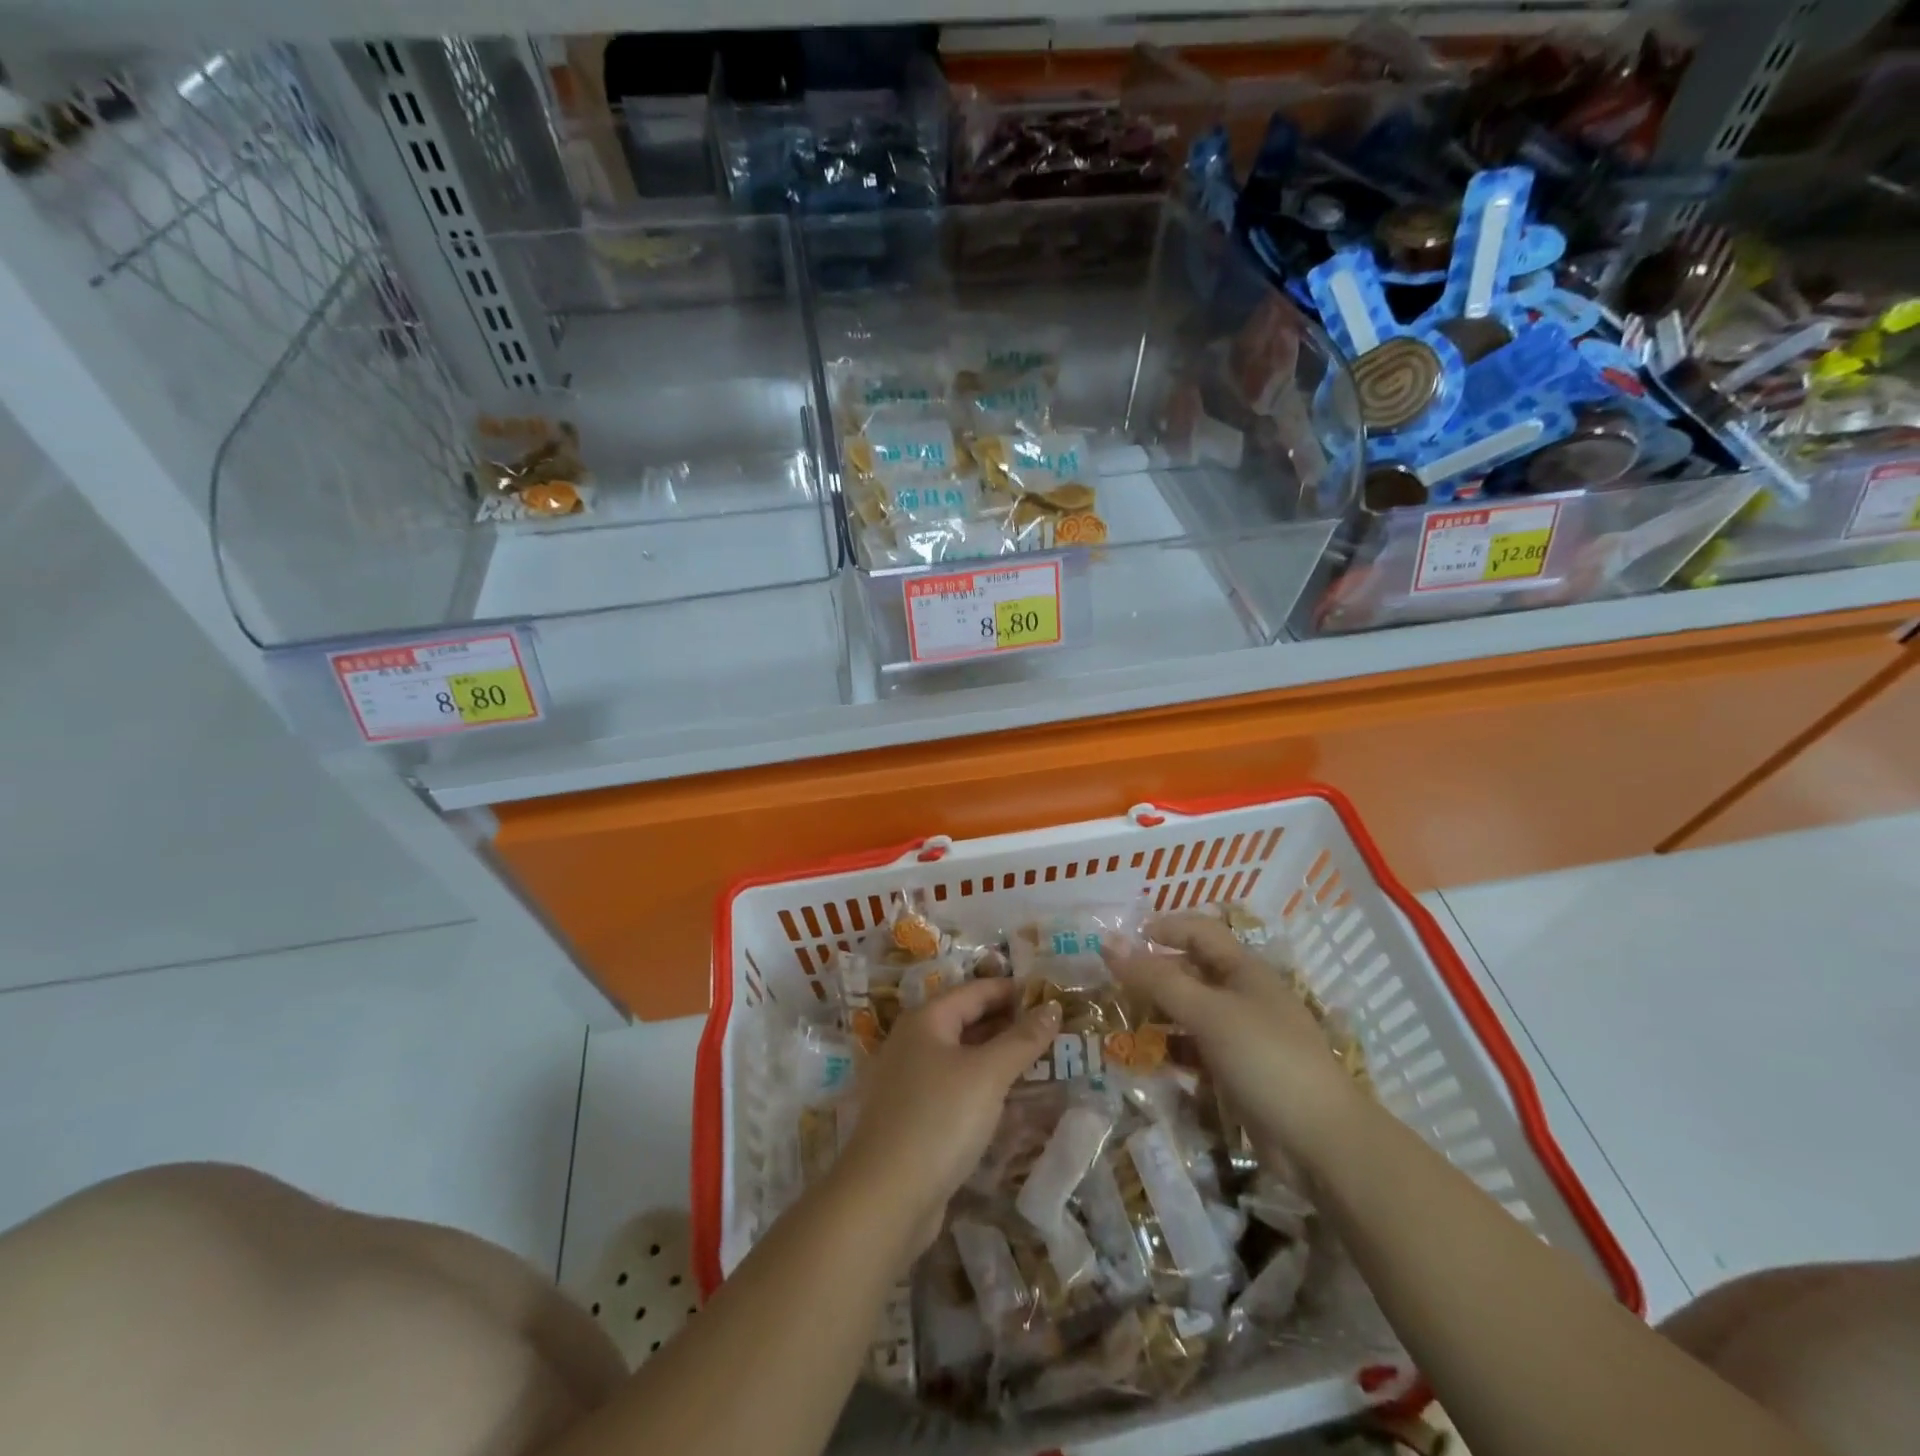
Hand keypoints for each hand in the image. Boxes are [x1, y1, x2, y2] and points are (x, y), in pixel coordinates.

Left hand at [834, 979, 1059, 1263]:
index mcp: (926, 1020)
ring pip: (962, 1056)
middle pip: (967, 1020)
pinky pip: (956, 1087)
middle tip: (1054, 1030)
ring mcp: (909, 1081)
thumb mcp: (988, 1074)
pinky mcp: (913, 1116)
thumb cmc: (939, 1119)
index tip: (1052, 995)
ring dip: (999, 1056)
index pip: (976, 990)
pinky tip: (1011, 1100)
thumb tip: (1053, 1007)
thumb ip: (1022, 1039)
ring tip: (1041, 1061)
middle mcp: (913, 1042)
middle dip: (1009, 1023)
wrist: (886, 1197)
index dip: (1014, 990)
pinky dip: (983, 1086)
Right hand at [1102, 914, 1360, 1163]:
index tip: (1121, 941)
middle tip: (1109, 982)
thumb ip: (1156, 979)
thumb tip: (1107, 943)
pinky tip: (1145, 1057)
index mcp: (1244, 969)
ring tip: (1118, 1018)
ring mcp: (1241, 1036)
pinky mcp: (1237, 1072)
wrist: (1320, 1142)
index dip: (1163, 928)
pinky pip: (1195, 1049)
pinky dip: (1171, 1048)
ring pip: (1190, 1012)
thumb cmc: (1266, 1059)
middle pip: (1191, 971)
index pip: (1198, 931)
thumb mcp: (1208, 1013)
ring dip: (1157, 1012)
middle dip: (1152, 972)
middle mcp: (1242, 995)